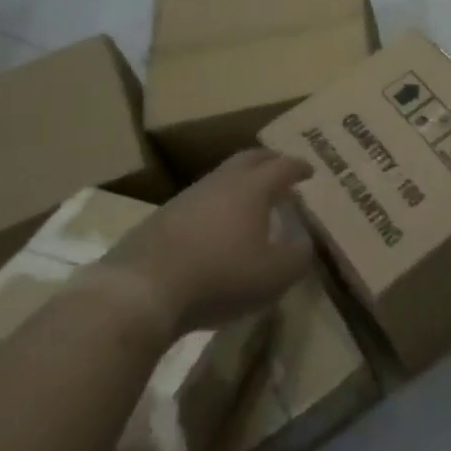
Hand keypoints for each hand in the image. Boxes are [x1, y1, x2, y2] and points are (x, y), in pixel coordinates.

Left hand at [95, 149, 314, 335]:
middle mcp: (220, 182)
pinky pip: (198, 202)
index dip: (298, 167)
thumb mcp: (274, 275)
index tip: (309, 171)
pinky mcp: (161, 219)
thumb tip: (304, 243)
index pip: (282, 166)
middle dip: (268, 161)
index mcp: (252, 188)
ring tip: (250, 202)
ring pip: (220, 178)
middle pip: (248, 159)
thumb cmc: (220, 276)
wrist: (141, 290)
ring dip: (239, 184)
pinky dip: (215, 206)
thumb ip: (298, 257)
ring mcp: (186, 198)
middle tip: (280, 170)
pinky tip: (215, 227)